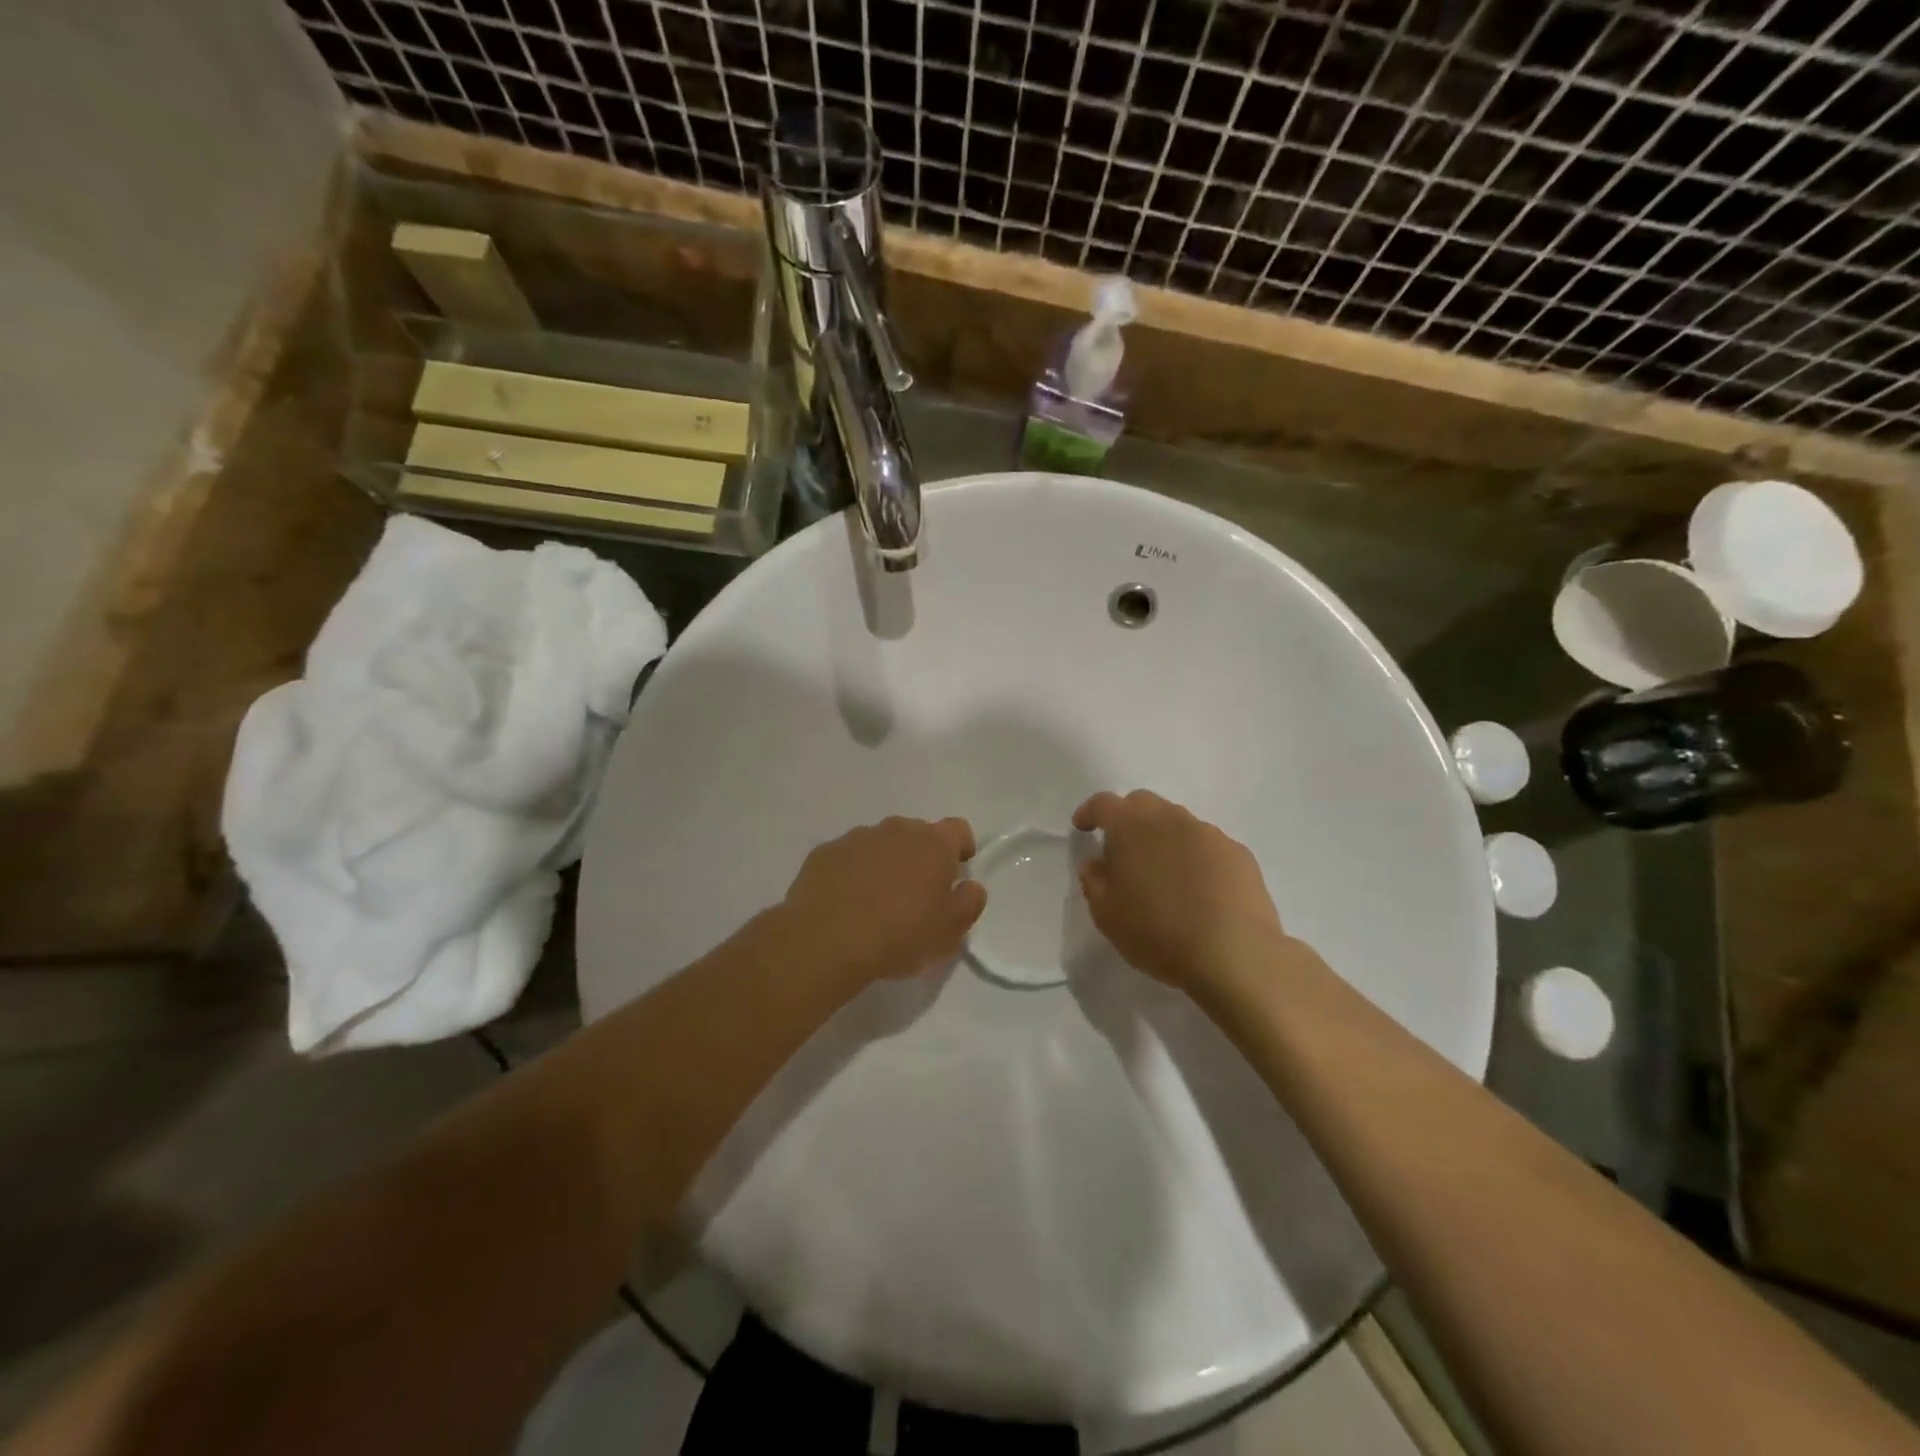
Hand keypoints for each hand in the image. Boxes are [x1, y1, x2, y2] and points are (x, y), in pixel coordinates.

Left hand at [780, 817, 986, 986]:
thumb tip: (970, 886)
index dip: (961, 847)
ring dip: (885, 862)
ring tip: (878, 900)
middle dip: (921, 856)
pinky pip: (848, 857)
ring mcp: (857, 838)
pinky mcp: (825, 852)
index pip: (958, 829)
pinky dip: (853, 871)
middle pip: (918, 833)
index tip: (957, 870)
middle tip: (917, 892)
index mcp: (933, 844)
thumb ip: (969, 902)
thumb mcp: (950, 931)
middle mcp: (896, 830)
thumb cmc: (899, 935)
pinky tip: (846, 902)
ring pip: (881, 843)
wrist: (825, 940)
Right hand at [1072, 791, 1286, 988]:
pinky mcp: (1238, 853)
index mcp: (1132, 826)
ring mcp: (1209, 833)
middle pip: (1143, 803)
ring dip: (1163, 837)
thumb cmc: (1157, 932)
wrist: (1234, 955)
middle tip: (1122, 850)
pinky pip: (1207, 845)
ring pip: (1177, 822)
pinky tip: (1198, 888)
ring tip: (1163, 874)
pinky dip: (1195, 857)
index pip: (1104, 803)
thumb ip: (1094, 880)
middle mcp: (1171, 818)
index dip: (1090, 812)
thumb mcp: (1107, 914)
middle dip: (1127, 818)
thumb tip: (1096, 862)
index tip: (1082, 827)